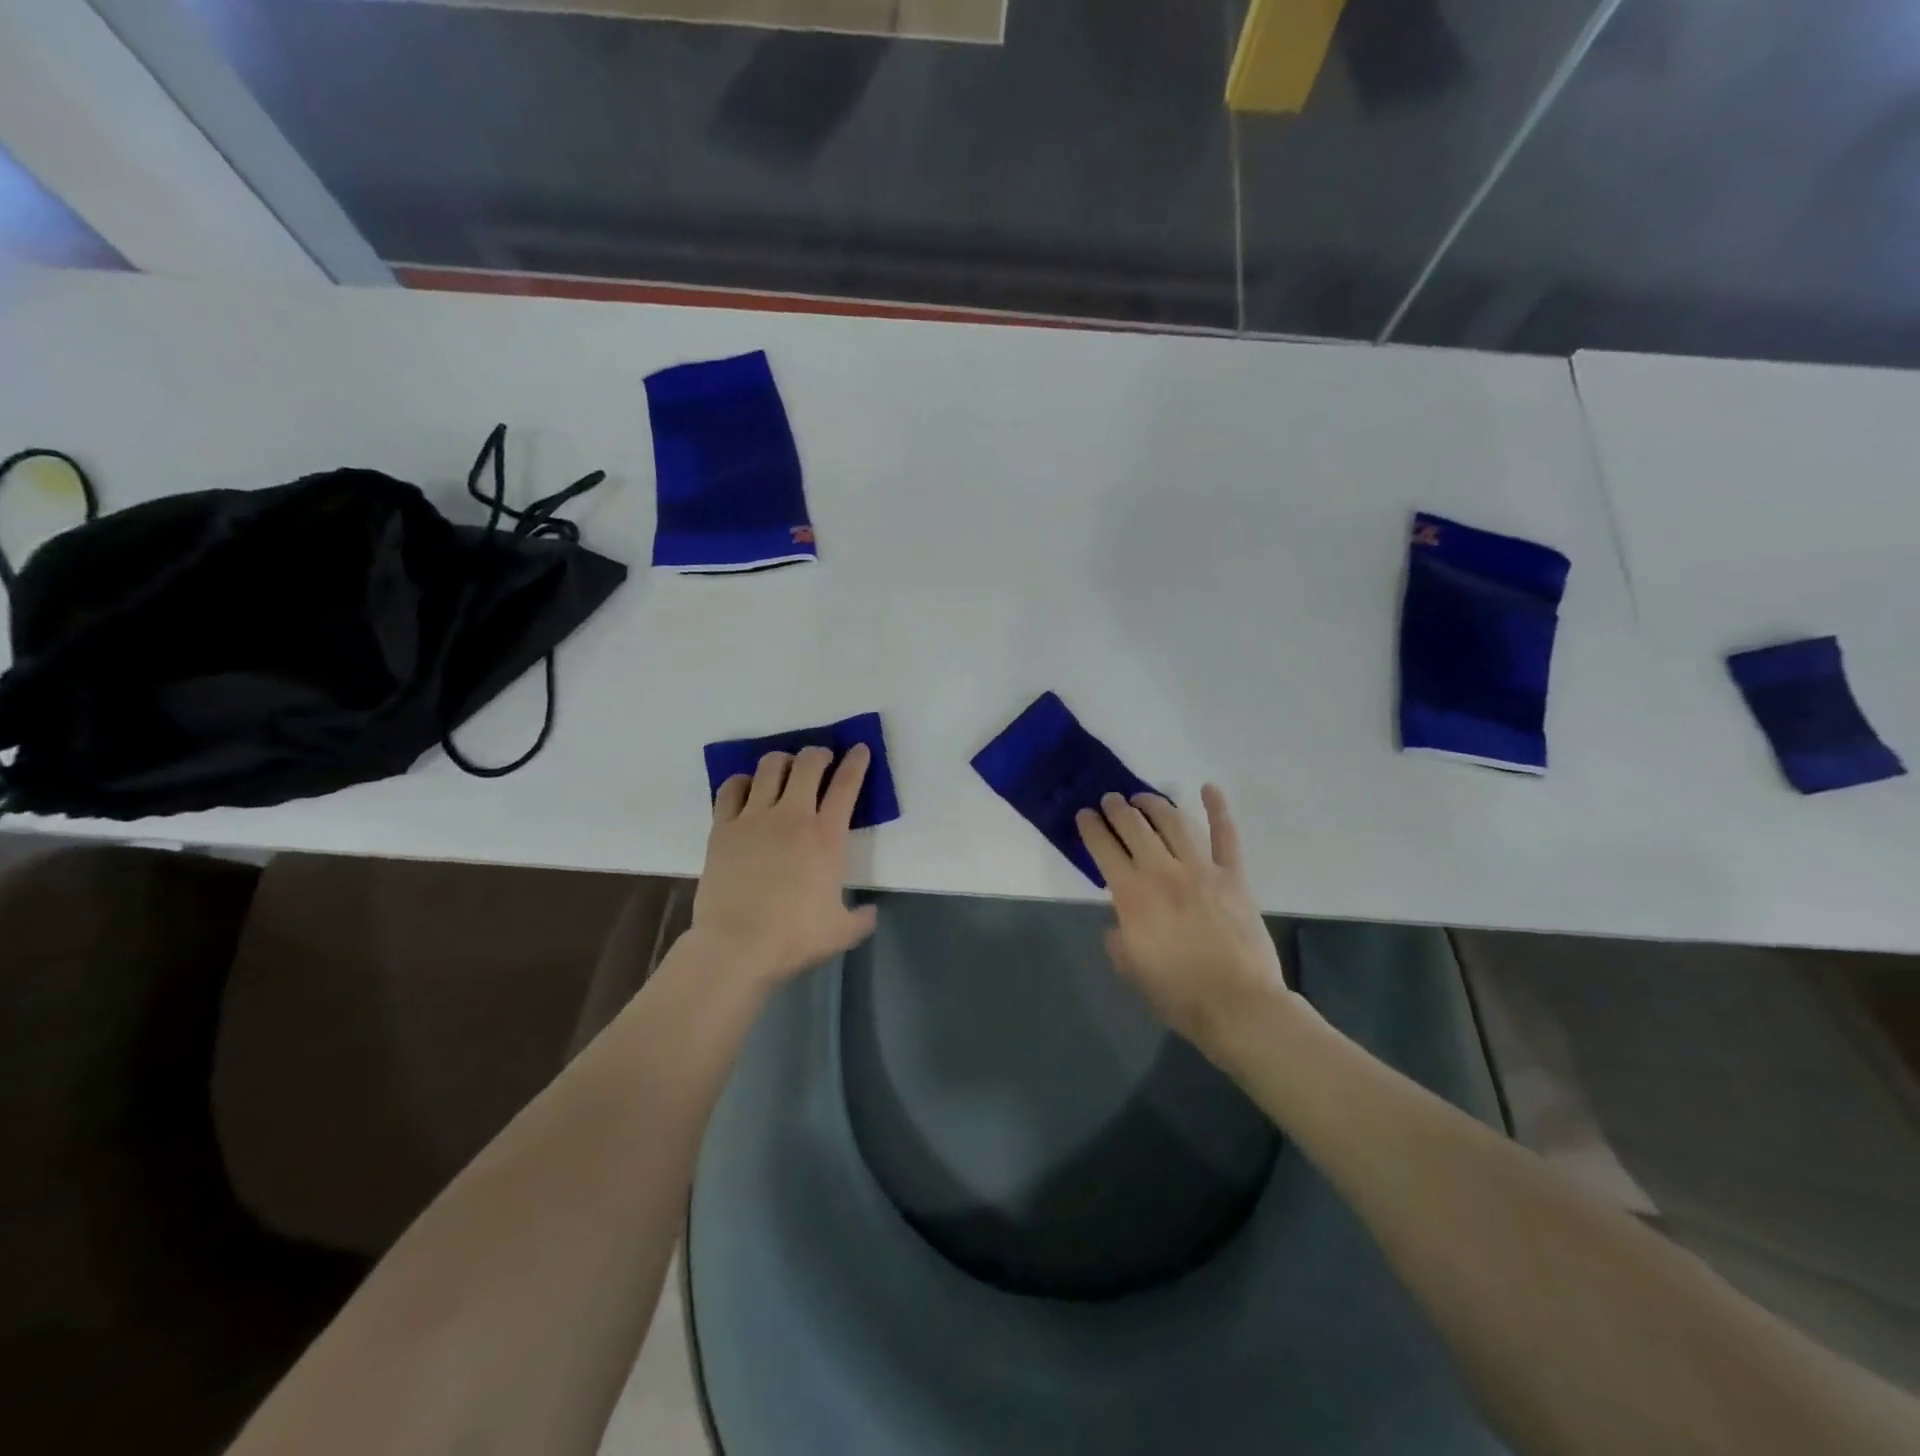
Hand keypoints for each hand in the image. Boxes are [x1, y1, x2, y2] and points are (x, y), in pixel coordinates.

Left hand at [689, 745, 878, 989]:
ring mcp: (754, 818)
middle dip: (818, 754)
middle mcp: (792, 817)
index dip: (856, 762)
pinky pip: (731, 789)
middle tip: (821, 759)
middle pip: (808, 764)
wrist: (737, 946)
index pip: (846, 786)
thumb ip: (861, 919)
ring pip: (769, 767)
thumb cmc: (794, 937)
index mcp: (826, 837)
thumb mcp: (841, 932)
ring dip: (782, 761)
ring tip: (784, 768)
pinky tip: (746, 788)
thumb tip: (870, 913)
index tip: (859, 749)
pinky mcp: (723, 828)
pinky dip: (742, 782)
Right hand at [1077, 785, 1294, 1053]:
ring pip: (1174, 821)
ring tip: (1144, 797)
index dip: (1091, 827)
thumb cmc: (1178, 993)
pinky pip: (1226, 835)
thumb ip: (1118, 939)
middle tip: (1111, 801)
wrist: (1237, 1005)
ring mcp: (1201, 868)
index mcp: (1132, 894)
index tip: (1085, 814)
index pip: (1103, 848)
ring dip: (1155, 803)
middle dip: (1117, 808)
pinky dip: (1218, 808)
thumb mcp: (1131, 969)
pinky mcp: (1233, 875)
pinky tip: (1209, 789)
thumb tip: (1119, 923)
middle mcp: (1162, 871)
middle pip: (1134, 826)